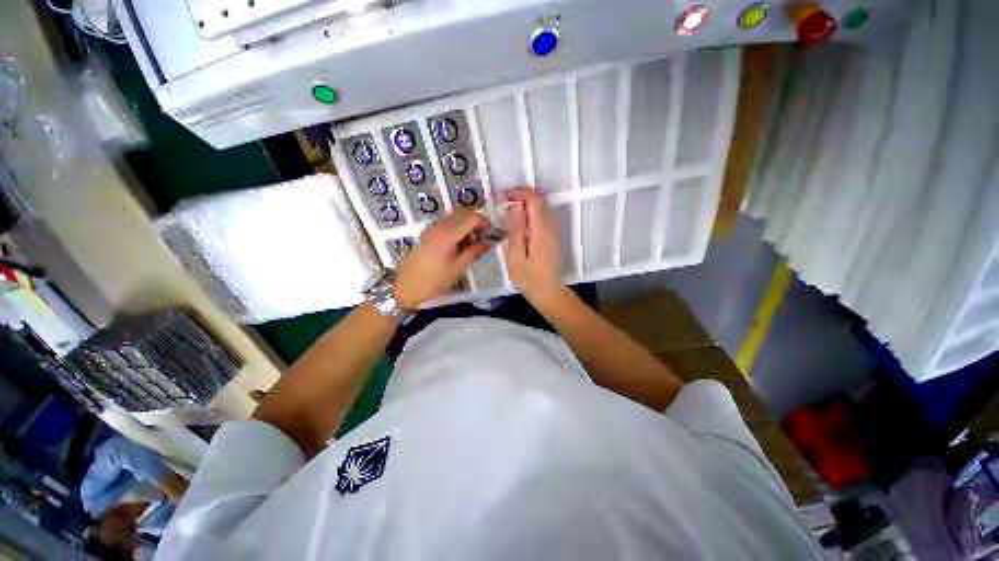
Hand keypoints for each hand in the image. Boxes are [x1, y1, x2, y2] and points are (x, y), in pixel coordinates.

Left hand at [394, 210, 490, 308]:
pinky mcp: (428, 233)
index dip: (483, 222)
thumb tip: (489, 242)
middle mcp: (439, 226)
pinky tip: (460, 243)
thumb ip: (475, 251)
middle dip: (476, 222)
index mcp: (447, 234)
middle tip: (484, 237)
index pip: (470, 217)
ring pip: (454, 218)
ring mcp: (432, 228)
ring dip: (466, 225)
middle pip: (462, 214)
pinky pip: (446, 224)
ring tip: (474, 242)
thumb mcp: (458, 268)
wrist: (408, 287)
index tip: (491, 233)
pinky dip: (457, 228)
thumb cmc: (435, 280)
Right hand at [500, 187, 564, 302]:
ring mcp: (553, 231)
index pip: (534, 199)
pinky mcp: (552, 236)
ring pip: (542, 206)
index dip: (518, 192)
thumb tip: (514, 205)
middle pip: (540, 199)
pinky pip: (542, 215)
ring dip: (525, 201)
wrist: (548, 292)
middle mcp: (551, 226)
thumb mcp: (516, 256)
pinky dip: (529, 211)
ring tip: (507, 209)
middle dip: (521, 193)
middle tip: (502, 200)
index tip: (502, 196)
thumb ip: (516, 230)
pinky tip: (517, 221)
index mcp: (541, 231)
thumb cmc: (529, 278)